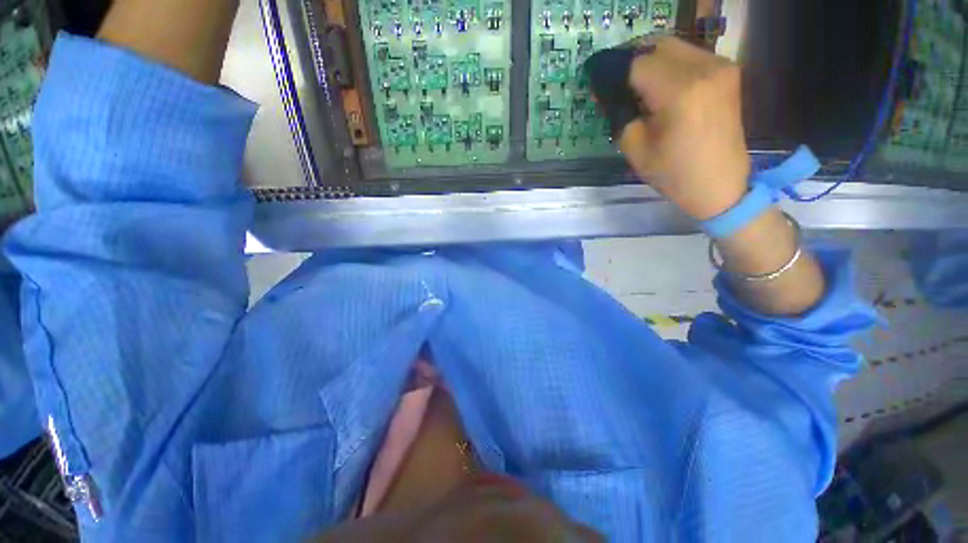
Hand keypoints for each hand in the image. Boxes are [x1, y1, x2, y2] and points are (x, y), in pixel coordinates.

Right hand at [617, 37, 749, 220]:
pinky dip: (669, 66)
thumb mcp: (636, 150)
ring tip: (638, 89)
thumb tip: (608, 93)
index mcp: (679, 92)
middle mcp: (704, 69)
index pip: (636, 64)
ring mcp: (720, 67)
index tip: (599, 86)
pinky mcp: (727, 73)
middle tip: (617, 86)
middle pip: (657, 46)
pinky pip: (690, 57)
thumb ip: (620, 115)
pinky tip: (661, 89)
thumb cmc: (674, 174)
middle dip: (632, 63)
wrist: (720, 185)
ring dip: (651, 63)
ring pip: (674, 48)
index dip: (613, 73)